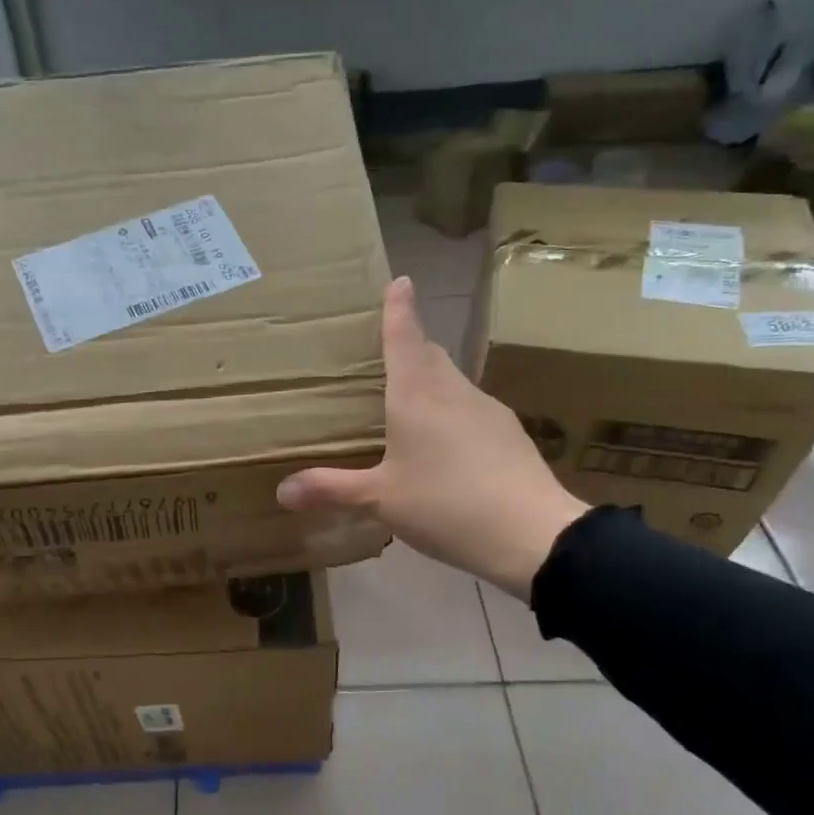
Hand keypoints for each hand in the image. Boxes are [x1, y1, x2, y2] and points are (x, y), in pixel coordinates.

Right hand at [277, 276, 586, 599]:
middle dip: (410, 346)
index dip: (398, 309)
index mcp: (417, 394)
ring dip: (430, 381)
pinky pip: (470, 410)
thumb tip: (282, 492)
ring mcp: (487, 410)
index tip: (400, 280)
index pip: (404, 337)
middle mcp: (453, 391)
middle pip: (430, 355)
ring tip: (408, 403)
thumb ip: (332, 490)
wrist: (531, 533)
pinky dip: (451, 413)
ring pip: (452, 382)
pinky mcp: (509, 433)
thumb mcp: (380, 500)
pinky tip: (445, 446)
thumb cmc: (444, 504)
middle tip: (387, 352)